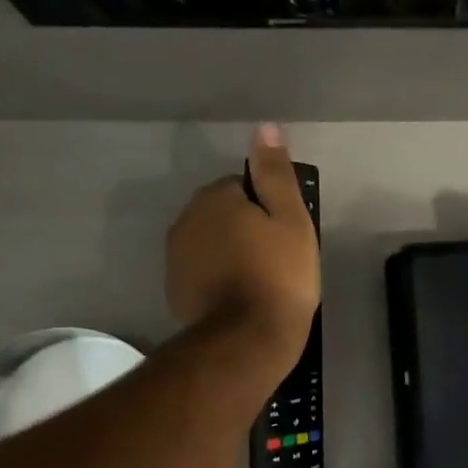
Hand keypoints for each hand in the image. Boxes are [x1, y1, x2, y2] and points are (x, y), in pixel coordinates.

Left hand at [165, 125, 319, 371]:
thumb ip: (275, 173)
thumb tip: (264, 128)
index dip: (269, 208)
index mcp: (214, 198)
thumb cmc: (278, 275)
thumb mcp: (291, 219)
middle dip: (247, 228)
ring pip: (212, 242)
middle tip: (277, 258)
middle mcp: (186, 219)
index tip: (285, 235)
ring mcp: (176, 257)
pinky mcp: (176, 289)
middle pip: (224, 213)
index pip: (244, 186)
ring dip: (231, 253)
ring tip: (261, 280)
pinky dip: (219, 278)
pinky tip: (241, 298)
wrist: (247, 339)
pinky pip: (203, 271)